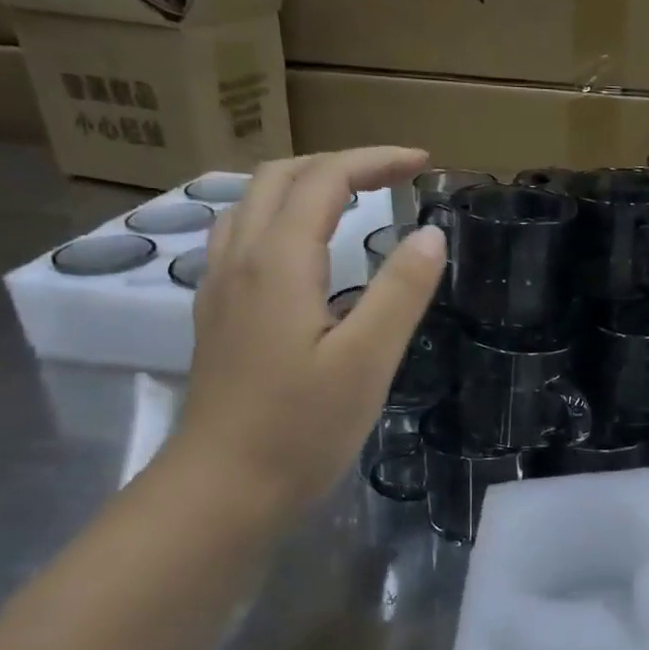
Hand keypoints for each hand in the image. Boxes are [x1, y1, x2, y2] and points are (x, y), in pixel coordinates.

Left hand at [167, 149, 445, 510]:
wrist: (221, 489)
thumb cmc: (301, 427)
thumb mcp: (368, 360)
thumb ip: (401, 290)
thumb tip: (431, 233)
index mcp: (278, 262)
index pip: (324, 178)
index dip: (375, 160)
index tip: (423, 163)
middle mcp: (240, 260)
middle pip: (279, 177)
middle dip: (339, 162)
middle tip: (392, 176)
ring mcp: (220, 287)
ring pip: (252, 203)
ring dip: (303, 184)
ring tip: (351, 200)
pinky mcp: (217, 315)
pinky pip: (241, 237)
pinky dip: (279, 217)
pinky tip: (302, 251)